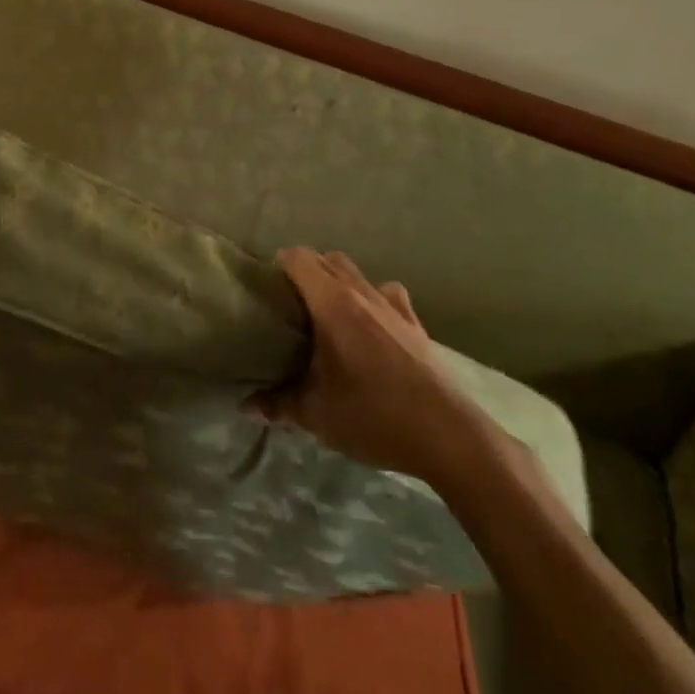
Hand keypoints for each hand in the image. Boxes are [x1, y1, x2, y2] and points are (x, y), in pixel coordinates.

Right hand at [255, 249, 481, 478]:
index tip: (268, 292)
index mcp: (331, 303)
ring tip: (329, 315)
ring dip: (339, 282)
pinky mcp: (415, 322)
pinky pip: (388, 294)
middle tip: (293, 307)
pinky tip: (372, 326)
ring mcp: (392, 304)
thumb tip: (247, 404)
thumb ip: (278, 404)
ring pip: (357, 273)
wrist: (447, 436)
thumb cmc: (374, 417)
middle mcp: (361, 292)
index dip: (278, 267)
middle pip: (326, 258)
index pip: (297, 257)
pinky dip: (374, 299)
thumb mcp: (317, 415)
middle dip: (306, 273)